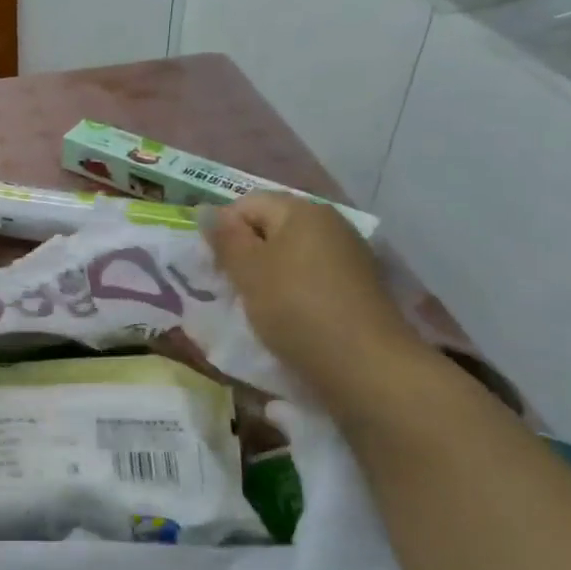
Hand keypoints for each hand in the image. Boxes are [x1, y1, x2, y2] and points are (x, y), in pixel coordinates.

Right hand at [204, 192, 424, 402]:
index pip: (246, 203)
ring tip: (256, 304)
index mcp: (302, 210)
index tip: (215, 267)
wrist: (366, 365)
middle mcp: (330, 222)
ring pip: (291, 253)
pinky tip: (289, 315)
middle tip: (231, 287)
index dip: (223, 230)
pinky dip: (293, 289)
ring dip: (267, 273)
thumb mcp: (247, 272)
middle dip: (245, 252)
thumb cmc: (296, 309)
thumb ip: (225, 238)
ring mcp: (348, 254)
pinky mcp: (358, 285)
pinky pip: (312, 275)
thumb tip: (205, 209)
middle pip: (271, 226)